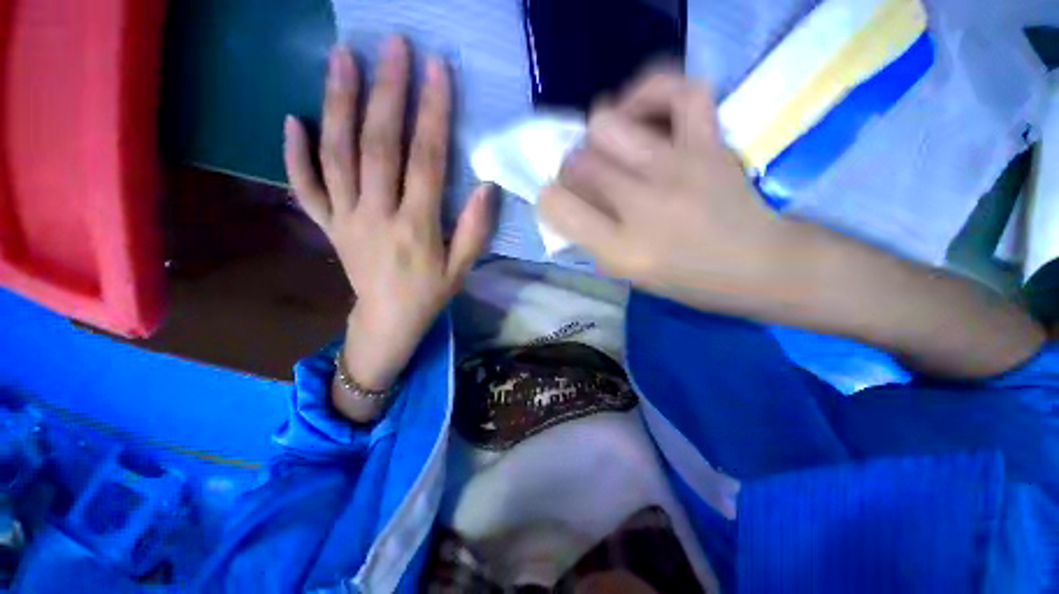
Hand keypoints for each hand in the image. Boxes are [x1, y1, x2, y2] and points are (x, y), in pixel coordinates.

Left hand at [284, 37, 493, 396]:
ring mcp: (345, 218)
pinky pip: (305, 187)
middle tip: (392, 46)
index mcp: (416, 228)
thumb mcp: (461, 269)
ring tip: (342, 58)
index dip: (432, 115)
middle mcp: (376, 216)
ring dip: (338, 104)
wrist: (388, 319)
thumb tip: (488, 187)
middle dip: (387, 92)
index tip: (436, 70)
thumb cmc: (430, 294)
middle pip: (379, 146)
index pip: (426, 162)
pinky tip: (291, 120)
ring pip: (337, 155)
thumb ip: (475, 230)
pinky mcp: (328, 225)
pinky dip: (293, 154)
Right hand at [539, 71, 789, 311]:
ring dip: (599, 135)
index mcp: (621, 250)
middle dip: (572, 168)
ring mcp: (677, 168)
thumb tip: (567, 202)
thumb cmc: (688, 280)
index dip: (549, 197)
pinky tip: (643, 114)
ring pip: (607, 123)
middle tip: (590, 178)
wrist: (760, 266)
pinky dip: (651, 92)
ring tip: (612, 147)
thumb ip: (592, 239)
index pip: (556, 206)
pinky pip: (677, 90)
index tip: (560, 199)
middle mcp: (642, 207)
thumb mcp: (628, 275)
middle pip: (577, 161)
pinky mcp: (709, 142)